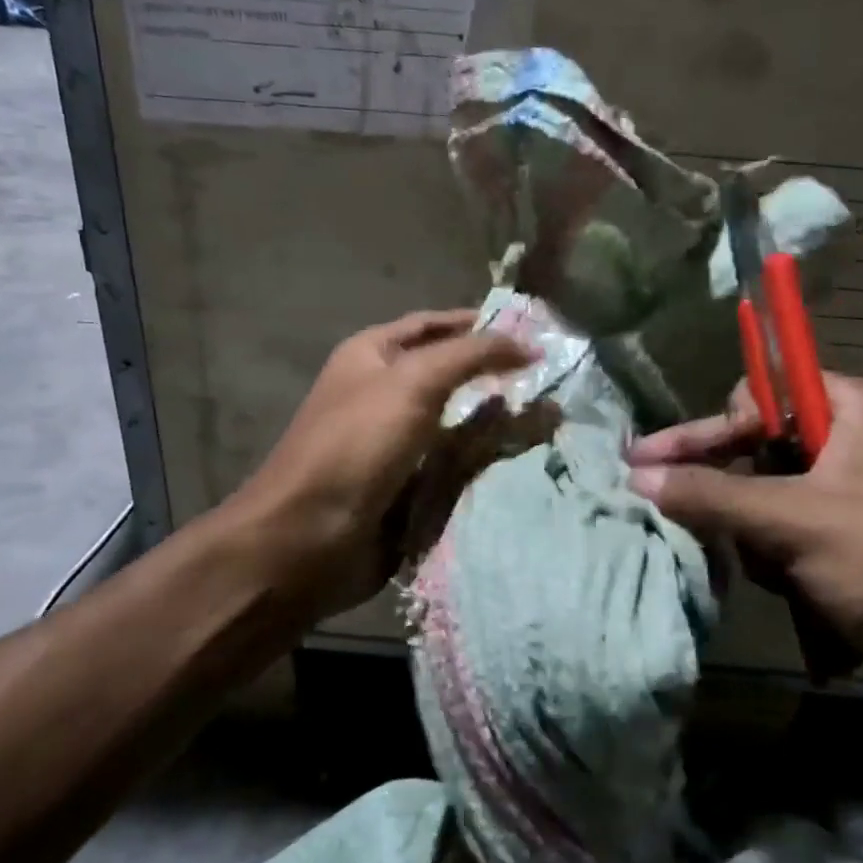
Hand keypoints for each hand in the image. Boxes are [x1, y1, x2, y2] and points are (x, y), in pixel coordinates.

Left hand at [223, 310, 532, 624]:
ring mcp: (398, 444)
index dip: (479, 324)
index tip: (531, 331)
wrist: (309, 538)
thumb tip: (527, 344)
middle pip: (451, 375)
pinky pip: (458, 466)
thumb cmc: (357, 444)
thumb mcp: (414, 382)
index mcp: (372, 356)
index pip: (433, 326)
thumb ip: (471, 355)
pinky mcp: (411, 487)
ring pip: (461, 424)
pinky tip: (528, 459)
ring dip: (500, 423)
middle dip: (497, 376)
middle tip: (552, 378)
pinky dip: (488, 462)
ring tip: (554, 419)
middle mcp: (384, 394)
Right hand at [627, 374, 862, 721]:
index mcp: (852, 410)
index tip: (665, 456)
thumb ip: (712, 495)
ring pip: (765, 496)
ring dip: (753, 534)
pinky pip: (786, 532)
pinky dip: (775, 558)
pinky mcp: (848, 541)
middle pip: (757, 446)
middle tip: (660, 504)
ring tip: (772, 569)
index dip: (717, 424)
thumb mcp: (797, 522)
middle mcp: (850, 442)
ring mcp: (849, 495)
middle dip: (725, 488)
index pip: (762, 392)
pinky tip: (788, 589)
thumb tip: (637, 477)